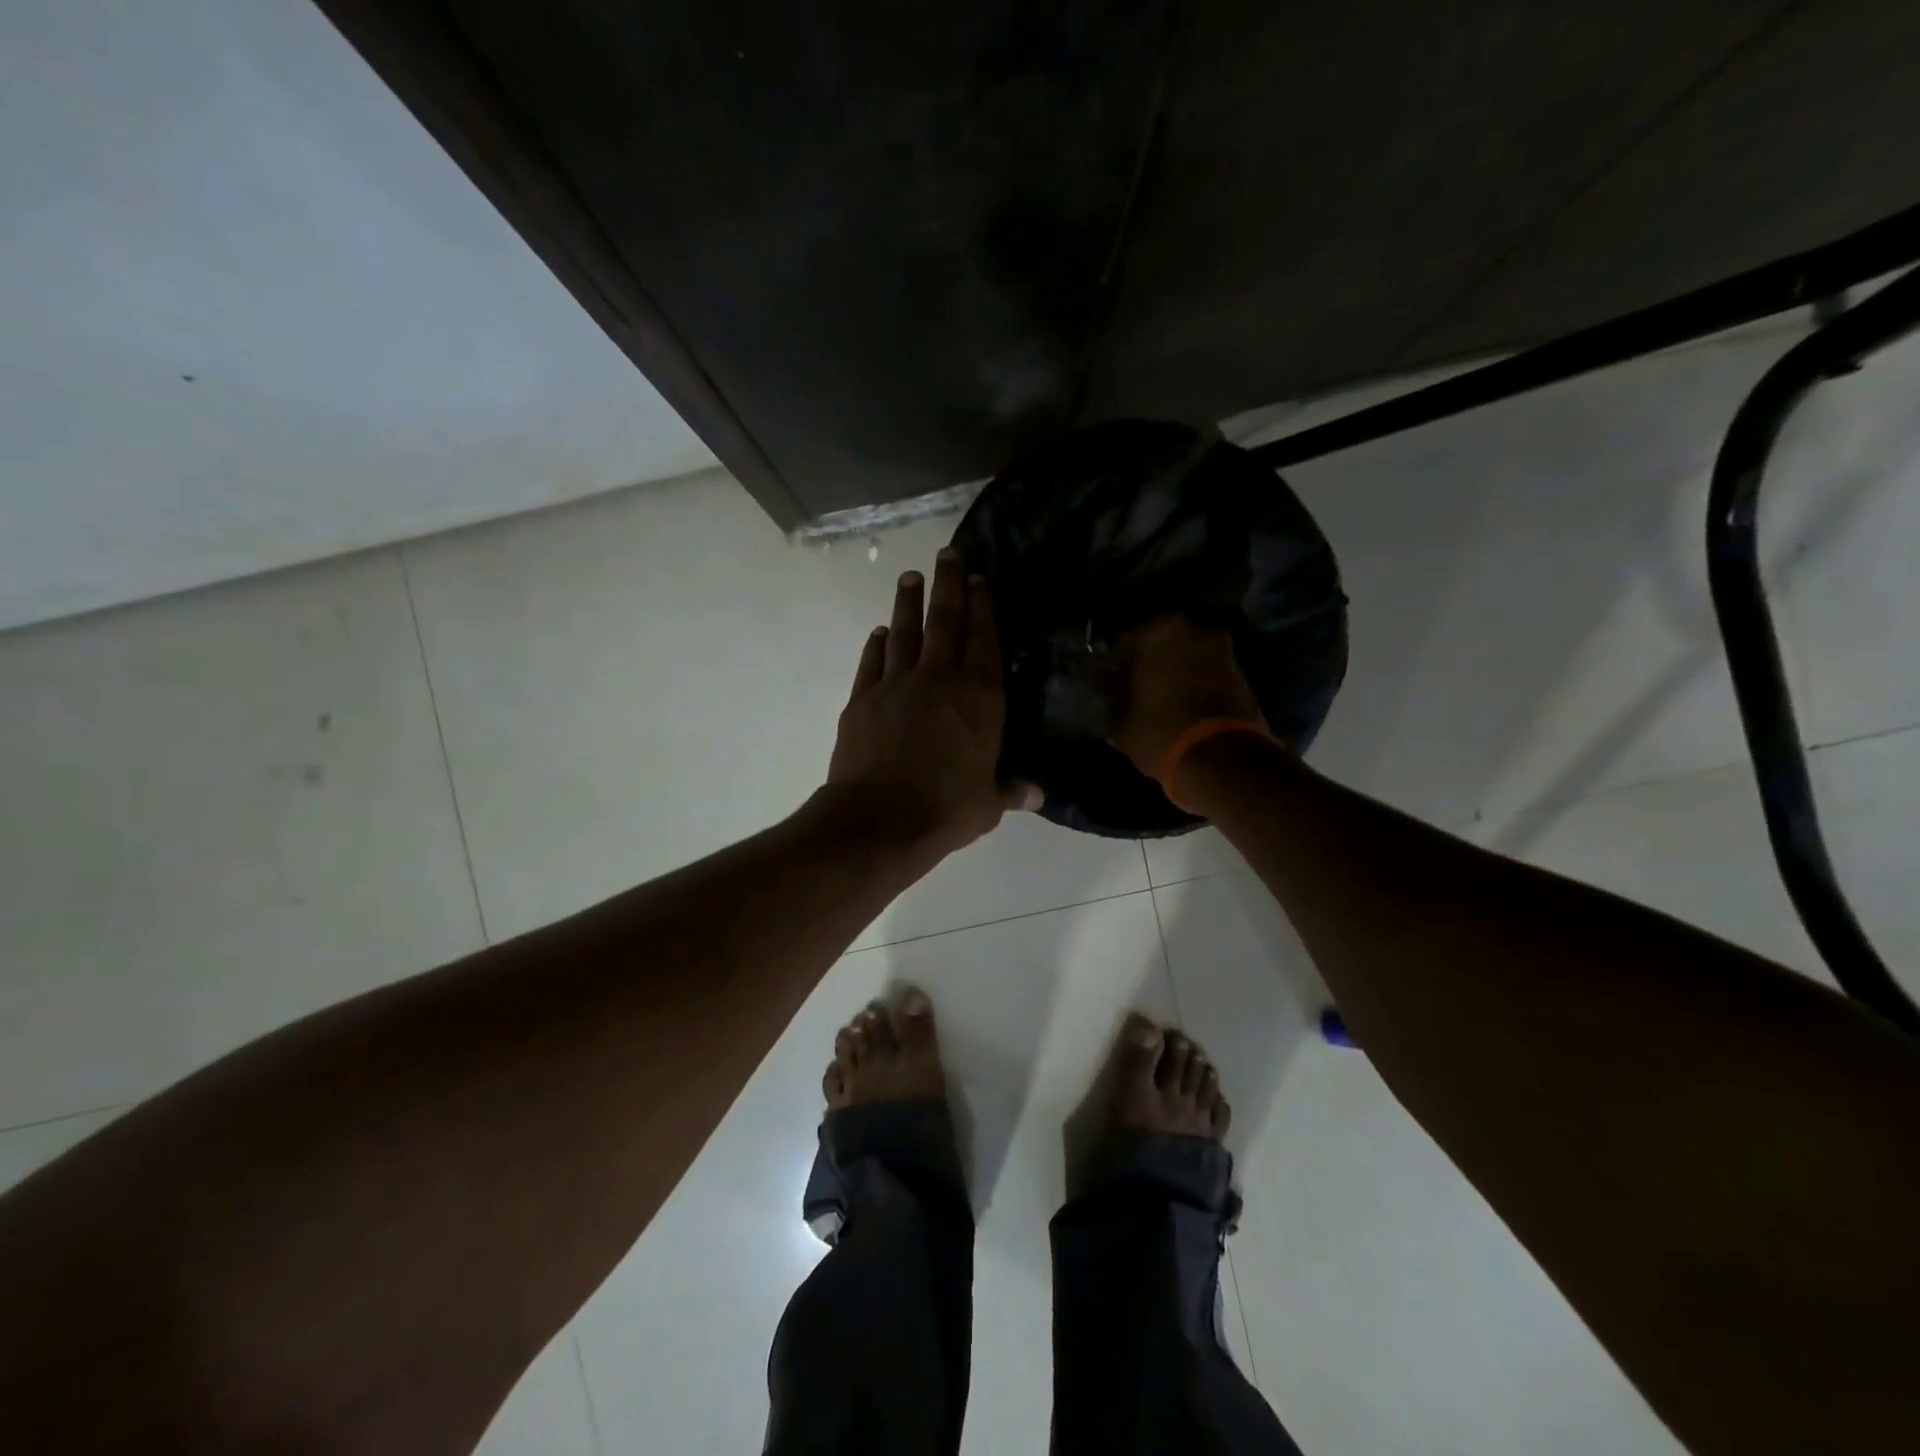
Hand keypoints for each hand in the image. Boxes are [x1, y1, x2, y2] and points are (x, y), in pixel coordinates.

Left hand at [827, 548, 1039, 860]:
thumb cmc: (945, 810)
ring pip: (905, 631)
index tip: (980, 578)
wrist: (879, 820)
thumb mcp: (987, 805)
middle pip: (945, 622)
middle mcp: (939, 680)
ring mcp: (896, 685)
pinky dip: (878, 644)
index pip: (984, 640)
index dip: (983, 606)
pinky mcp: (862, 699)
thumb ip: (1011, 790)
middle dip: (949, 585)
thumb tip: (1038, 794)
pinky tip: (881, 632)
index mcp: (979, 699)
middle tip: (949, 553)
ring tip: (912, 576)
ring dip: (909, 602)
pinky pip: (873, 662)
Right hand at [1107, 615, 1265, 777]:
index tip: (1109, 683)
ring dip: (1176, 675)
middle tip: (1135, 690)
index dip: (1116, 664)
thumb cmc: (1158, 730)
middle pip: (1164, 646)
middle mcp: (1197, 631)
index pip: (1127, 641)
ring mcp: (1224, 653)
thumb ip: (1111, 692)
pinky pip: (1208, 677)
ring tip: (1160, 703)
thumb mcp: (1119, 717)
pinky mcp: (1243, 678)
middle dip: (1151, 664)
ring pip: (1189, 659)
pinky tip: (1182, 710)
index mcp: (1161, 631)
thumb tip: (1106, 682)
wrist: (1221, 760)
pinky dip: (1196, 687)